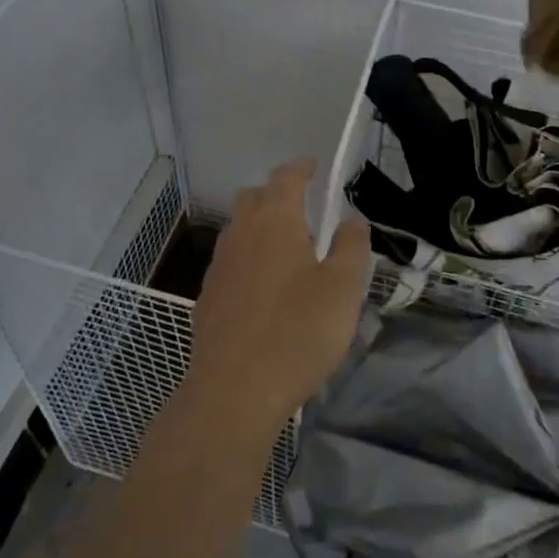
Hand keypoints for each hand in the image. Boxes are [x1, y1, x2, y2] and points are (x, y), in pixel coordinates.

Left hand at [183, 159, 370, 438]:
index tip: (315, 166)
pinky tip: (264, 291)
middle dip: (276, 194)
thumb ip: (351, 246)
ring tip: (288, 251)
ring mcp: (219, 266)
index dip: (301, 167)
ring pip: (238, 230)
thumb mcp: (343, 288)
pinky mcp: (207, 298)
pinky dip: (248, 260)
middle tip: (303, 210)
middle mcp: (240, 234)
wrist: (233, 391)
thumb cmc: (297, 332)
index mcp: (274, 221)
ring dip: (260, 228)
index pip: (285, 177)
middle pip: (253, 198)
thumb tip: (351, 219)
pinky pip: (230, 263)